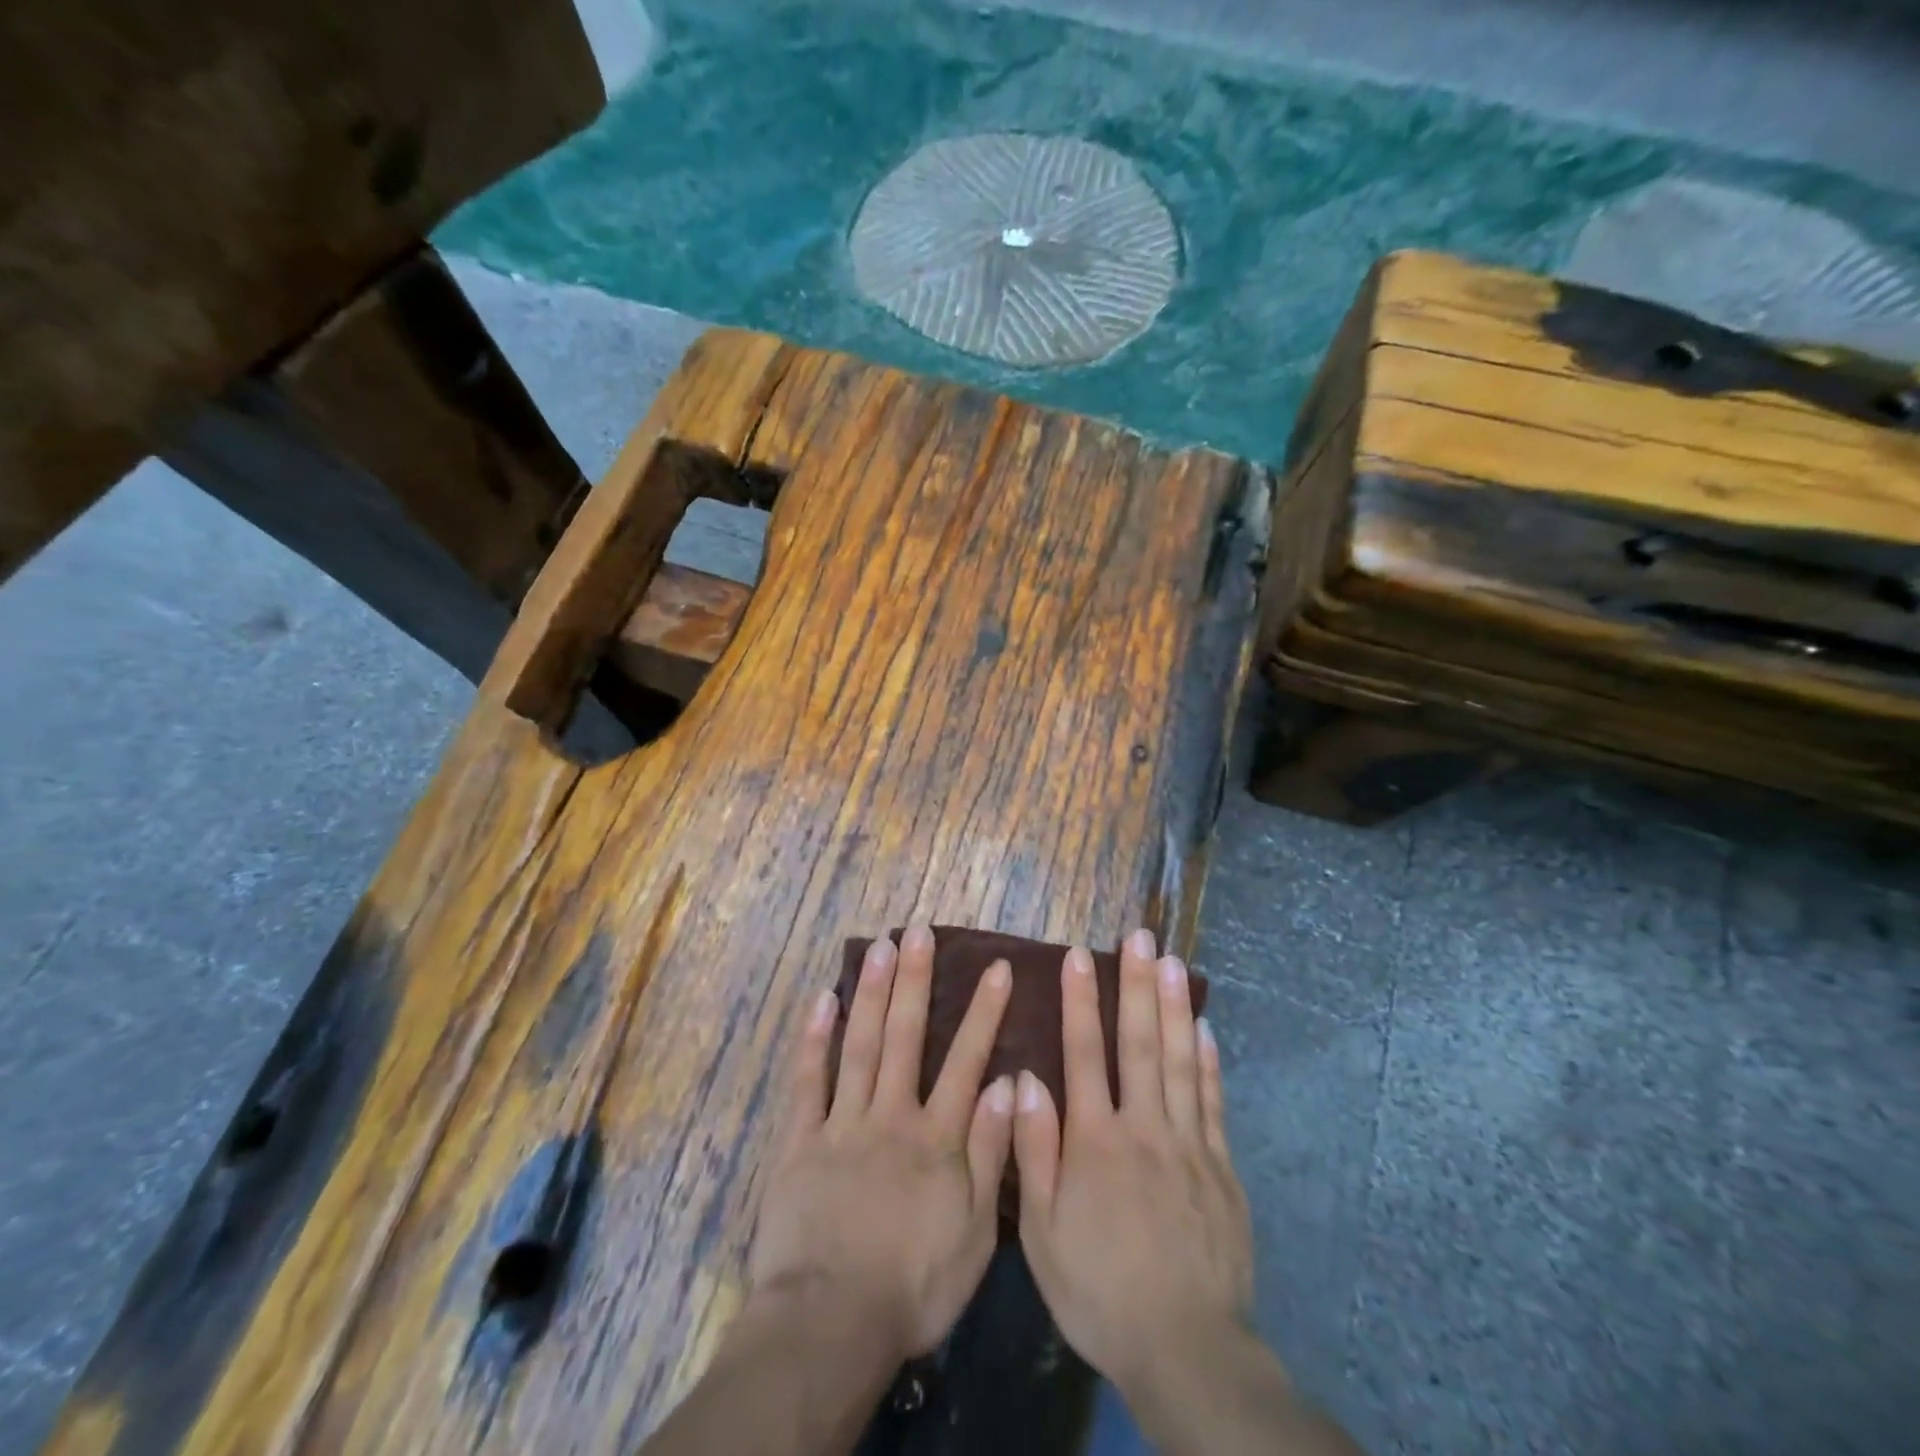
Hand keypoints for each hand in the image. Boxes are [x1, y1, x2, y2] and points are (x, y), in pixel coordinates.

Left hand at [749, 924, 1014, 1359]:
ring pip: (859, 1045)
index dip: (984, 1012)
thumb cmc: (912, 1287)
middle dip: (914, 980)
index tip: (998, 967)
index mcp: (936, 1138)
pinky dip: (814, 1040)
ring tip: (878, 946)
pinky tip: (821, 1000)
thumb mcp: (974, 1234)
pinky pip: (807, 1082)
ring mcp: (842, 1124)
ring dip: (870, 993)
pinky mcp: (799, 1141)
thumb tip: (1006, 1085)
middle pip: (905, 1036)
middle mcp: (891, 1115)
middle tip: (918, 931)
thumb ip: (991, 1155)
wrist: (830, 1326)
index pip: (966, 1061)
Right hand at [1012, 928, 1253, 1391]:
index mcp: (1095, 1141)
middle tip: (1139, 936)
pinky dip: (1207, 1062)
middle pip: (1138, 1043)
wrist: (1184, 1348)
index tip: (1080, 956)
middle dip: (1135, 985)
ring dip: (1173, 1007)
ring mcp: (1188, 1144)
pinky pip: (1212, 1102)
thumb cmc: (1100, 1289)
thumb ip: (1034, 1150)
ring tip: (1172, 961)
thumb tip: (1025, 1079)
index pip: (1084, 1054)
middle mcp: (1143, 1128)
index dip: (1081, 1001)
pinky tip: (1204, 1028)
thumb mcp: (1043, 1232)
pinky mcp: (1221, 1167)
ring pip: (1179, 1061)